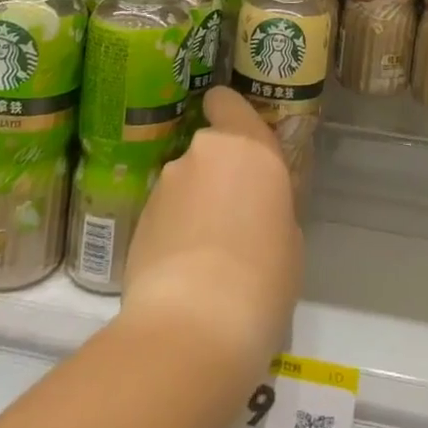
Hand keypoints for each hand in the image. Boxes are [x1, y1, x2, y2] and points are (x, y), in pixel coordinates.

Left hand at [121, 89, 303, 382]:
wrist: (194, 327)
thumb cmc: (263, 277)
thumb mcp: (289, 237)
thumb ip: (270, 204)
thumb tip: (254, 210)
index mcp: (249, 145)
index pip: (226, 100)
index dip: (229, 115)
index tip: (240, 145)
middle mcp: (204, 152)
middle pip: (208, 148)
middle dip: (216, 174)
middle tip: (232, 216)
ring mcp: (166, 184)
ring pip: (184, 182)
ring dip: (193, 203)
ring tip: (205, 253)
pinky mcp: (138, 218)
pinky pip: (164, 212)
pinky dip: (172, 230)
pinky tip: (183, 270)